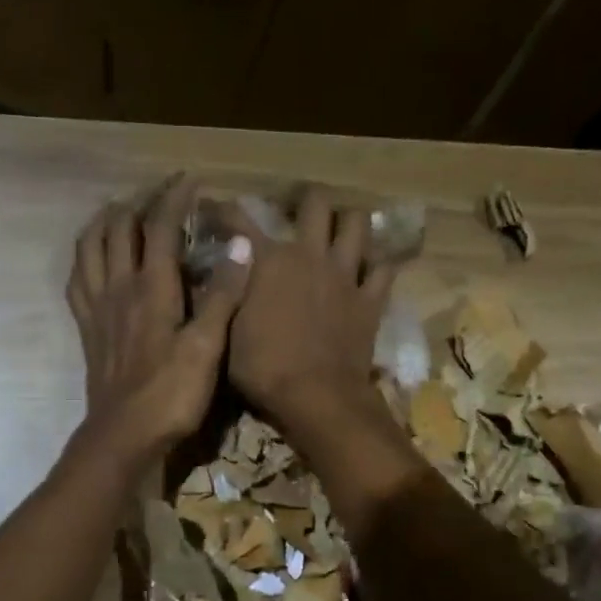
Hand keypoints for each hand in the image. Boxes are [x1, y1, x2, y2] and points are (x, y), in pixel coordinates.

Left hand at [67, 175, 252, 467]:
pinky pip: (77, 280)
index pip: (160, 226)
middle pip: (119, 228)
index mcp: (152, 288)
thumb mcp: (206, 347)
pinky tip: (93, 259)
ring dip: (104, 222)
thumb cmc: (171, 394)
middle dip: (139, 202)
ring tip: (120, 212)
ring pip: (90, 247)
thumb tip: (238, 246)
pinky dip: (84, 258)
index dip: (174, 197)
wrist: (124, 435)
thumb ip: (222, 295)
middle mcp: (119, 287)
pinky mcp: (87, 329)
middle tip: (160, 196)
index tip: (189, 179)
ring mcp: (97, 308)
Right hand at [224, 186, 396, 432]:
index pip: (240, 220)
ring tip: (340, 235)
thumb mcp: (228, 334)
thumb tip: (227, 269)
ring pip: (357, 224)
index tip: (218, 211)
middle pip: (315, 204)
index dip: (225, 211)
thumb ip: (229, 295)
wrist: (316, 398)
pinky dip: (376, 265)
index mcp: (269, 261)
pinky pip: (383, 268)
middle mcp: (309, 255)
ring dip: (348, 223)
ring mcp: (345, 275)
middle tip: (299, 216)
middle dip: (305, 203)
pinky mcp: (370, 300)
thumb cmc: (263, 370)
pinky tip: (368, 270)